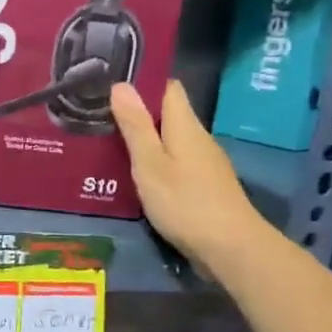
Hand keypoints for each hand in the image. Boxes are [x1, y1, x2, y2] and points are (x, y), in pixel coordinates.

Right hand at [109, 80, 267, 268]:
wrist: (231, 249)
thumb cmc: (184, 202)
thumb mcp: (150, 163)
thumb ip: (136, 126)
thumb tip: (122, 85)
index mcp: (185, 126)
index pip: (169, 88)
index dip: (144, 82)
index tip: (112, 84)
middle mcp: (198, 139)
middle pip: (168, 115)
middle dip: (137, 114)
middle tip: (99, 116)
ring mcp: (205, 164)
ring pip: (171, 141)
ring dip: (145, 140)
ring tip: (110, 144)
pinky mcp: (205, 187)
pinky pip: (176, 163)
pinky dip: (156, 163)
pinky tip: (136, 176)